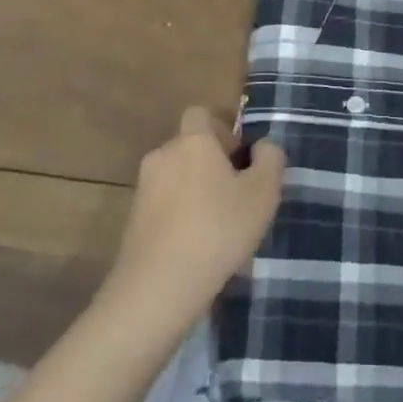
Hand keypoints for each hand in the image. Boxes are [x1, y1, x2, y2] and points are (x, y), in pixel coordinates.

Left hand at [97, 107, 285, 342]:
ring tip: (218, 226)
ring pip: (176, 177)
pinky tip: (196, 246)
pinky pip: (163, 205)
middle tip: (237, 196)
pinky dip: (179, 215)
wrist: (158, 287)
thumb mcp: (263, 194)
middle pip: (189, 147)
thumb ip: (270, 160)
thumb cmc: (218, 230)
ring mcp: (143, 188)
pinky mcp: (132, 220)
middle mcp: (162, 155)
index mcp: (192, 141)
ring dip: (195, 191)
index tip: (240, 159)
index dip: (222, 130)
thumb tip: (263, 146)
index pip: (200, 114)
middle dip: (211, 164)